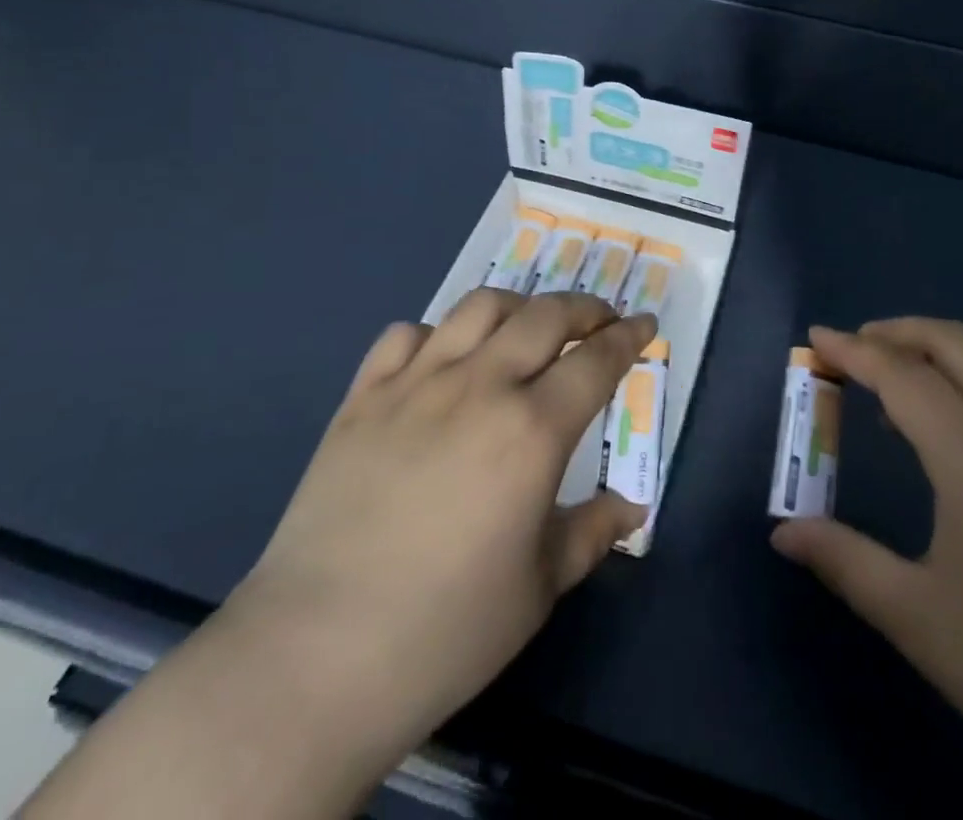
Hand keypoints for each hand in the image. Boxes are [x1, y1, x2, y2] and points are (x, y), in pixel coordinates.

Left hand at [23, 290, 653, 819]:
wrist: (316, 655)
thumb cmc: (446, 628)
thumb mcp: (540, 587)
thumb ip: (592, 532)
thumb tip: (631, 508)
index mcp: (532, 429)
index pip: (597, 360)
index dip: (629, 336)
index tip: (646, 325)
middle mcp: (480, 387)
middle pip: (545, 315)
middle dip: (584, 308)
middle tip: (600, 320)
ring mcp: (416, 384)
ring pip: (478, 308)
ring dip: (517, 306)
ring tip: (528, 326)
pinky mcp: (363, 397)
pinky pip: (405, 335)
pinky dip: (435, 334)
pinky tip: (443, 360)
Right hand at [771, 320, 962, 819]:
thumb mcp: (918, 618)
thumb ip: (844, 561)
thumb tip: (783, 531)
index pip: (901, 374)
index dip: (853, 350)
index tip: (814, 336)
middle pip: (954, 343)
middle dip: (898, 332)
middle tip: (851, 349)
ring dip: (936, 355)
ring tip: (893, 388)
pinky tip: (951, 438)